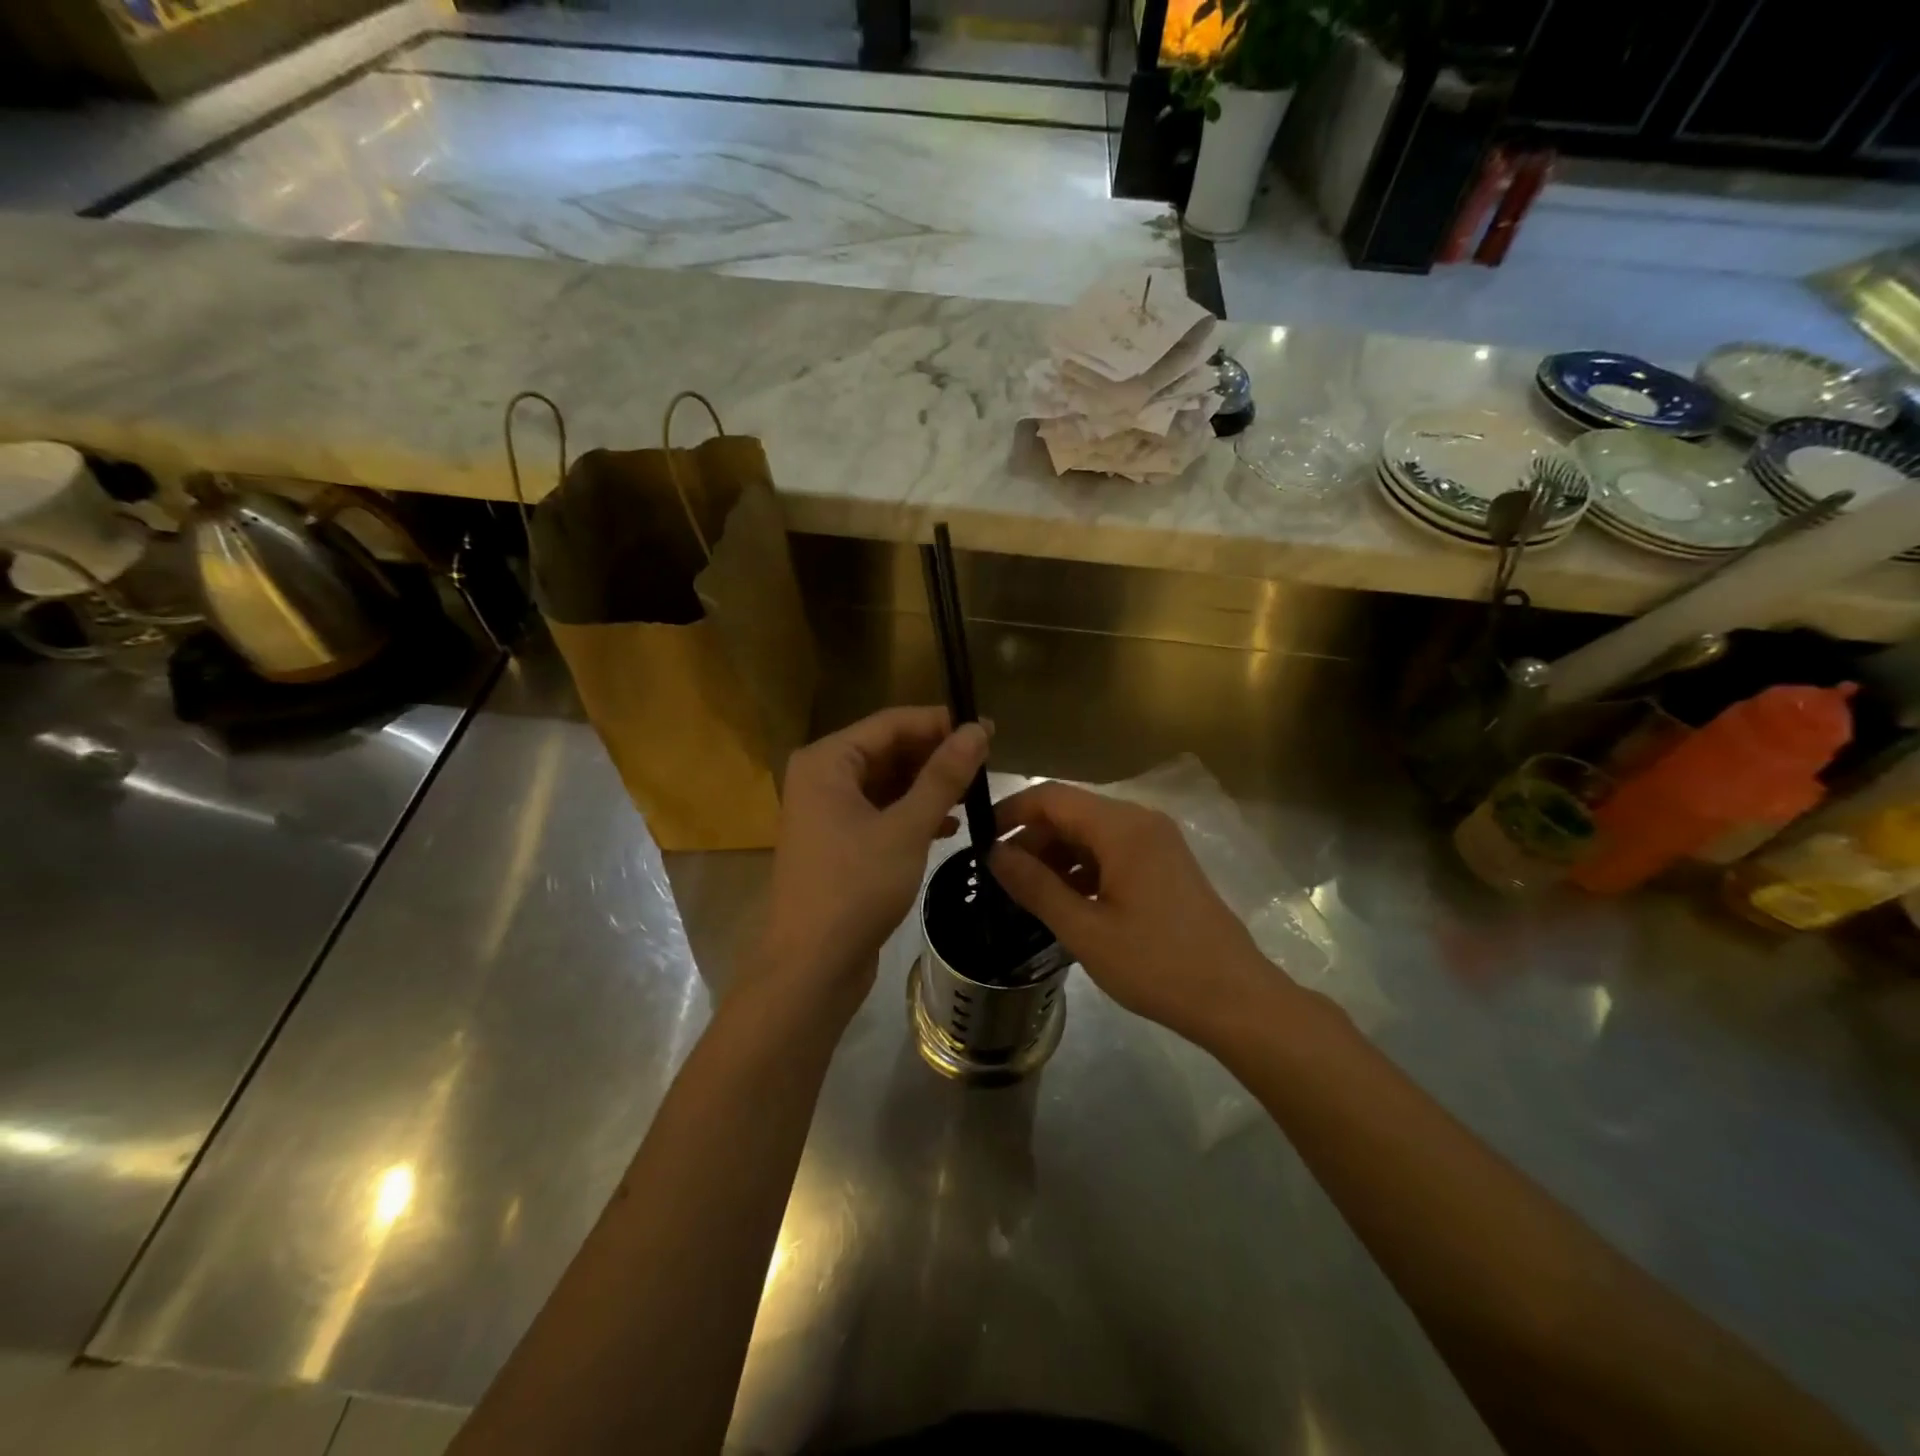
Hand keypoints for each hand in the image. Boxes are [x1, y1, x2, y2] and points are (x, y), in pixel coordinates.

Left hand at [751, 707, 988, 1016]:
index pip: (891, 723)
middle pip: (888, 750)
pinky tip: (950, 825)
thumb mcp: (907, 827)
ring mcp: (827, 812)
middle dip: (935, 755)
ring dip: (928, 786)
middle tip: (987, 762)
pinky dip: (913, 814)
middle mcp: (822, 778)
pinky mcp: (839, 843)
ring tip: (975, 791)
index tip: (987, 730)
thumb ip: (944, 776)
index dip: (940, 723)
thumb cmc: (855, 887)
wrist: (812, 966)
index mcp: (827, 761)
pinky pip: (881, 812)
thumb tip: (979, 729)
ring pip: (887, 783)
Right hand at [989, 782, 1283, 1044]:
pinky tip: (1065, 901)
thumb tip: (993, 853)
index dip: (1011, 812)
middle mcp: (1141, 821)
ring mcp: (1157, 842)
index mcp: (1122, 827)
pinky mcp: (1164, 864)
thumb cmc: (1156, 964)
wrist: (1235, 998)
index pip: (1051, 797)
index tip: (979, 840)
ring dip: (1056, 856)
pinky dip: (1082, 868)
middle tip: (999, 878)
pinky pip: (1112, 851)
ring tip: (1025, 894)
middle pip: (1071, 812)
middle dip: (1032, 839)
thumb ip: (1035, 885)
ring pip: (1090, 833)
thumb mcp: (1085, 929)